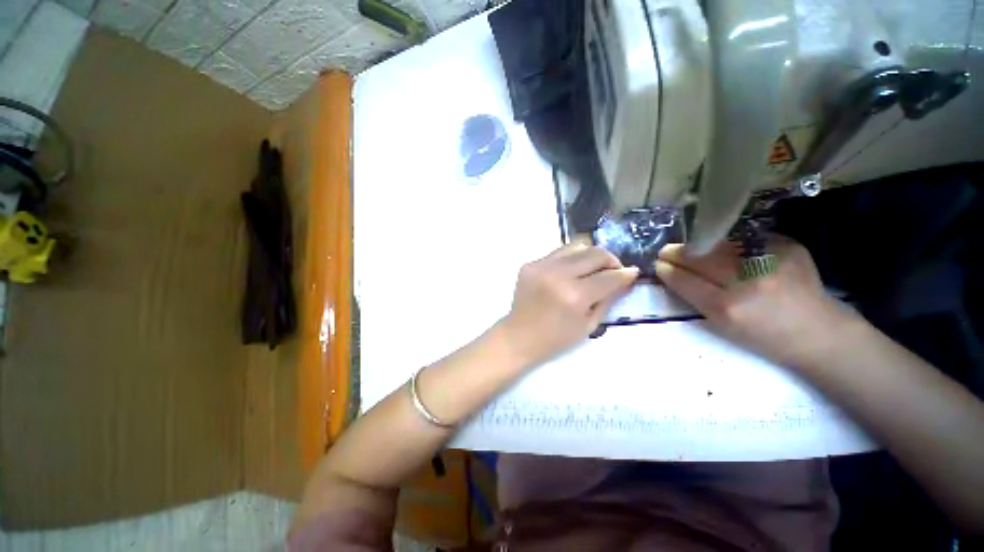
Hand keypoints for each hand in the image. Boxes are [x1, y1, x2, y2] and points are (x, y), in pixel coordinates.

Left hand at [500, 241, 638, 367]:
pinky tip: (570, 272)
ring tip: (592, 268)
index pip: (609, 276)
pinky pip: (558, 253)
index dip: (625, 274)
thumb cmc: (556, 338)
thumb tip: (624, 278)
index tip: (632, 273)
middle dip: (611, 260)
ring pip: (577, 246)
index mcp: (574, 296)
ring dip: (590, 255)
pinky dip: (570, 259)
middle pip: (595, 253)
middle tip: (612, 270)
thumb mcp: (589, 325)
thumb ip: (608, 298)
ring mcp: (541, 266)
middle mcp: (558, 275)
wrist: (519, 336)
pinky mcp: (530, 264)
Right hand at [654, 235, 857, 368]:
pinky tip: (727, 250)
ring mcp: (770, 258)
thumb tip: (673, 273)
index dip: (667, 270)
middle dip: (677, 253)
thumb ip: (696, 297)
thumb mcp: (723, 326)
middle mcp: (747, 280)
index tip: (658, 265)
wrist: (821, 332)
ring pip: (718, 244)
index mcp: (728, 308)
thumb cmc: (765, 337)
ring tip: (692, 249)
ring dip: (699, 245)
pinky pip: (745, 239)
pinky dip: (730, 244)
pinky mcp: (787, 245)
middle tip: (666, 252)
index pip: (685, 280)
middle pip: (699, 257)